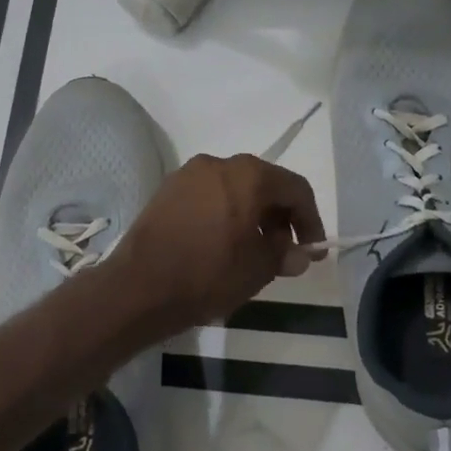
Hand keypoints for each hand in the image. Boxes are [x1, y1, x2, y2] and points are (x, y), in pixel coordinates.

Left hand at [107, 154, 325, 336]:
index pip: (295, 189)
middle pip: (264, 184)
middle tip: (283, 252)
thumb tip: (300, 254)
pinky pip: (208, 196)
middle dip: (279, 217)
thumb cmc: (208, 274)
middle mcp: (219, 163)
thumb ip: (285, 256)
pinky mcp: (166, 190)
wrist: (138, 287)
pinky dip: (224, 213)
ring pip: (234, 188)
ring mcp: (188, 174)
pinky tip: (221, 243)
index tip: (312, 249)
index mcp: (249, 175)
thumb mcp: (257, 269)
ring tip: (252, 251)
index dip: (310, 220)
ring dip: (252, 215)